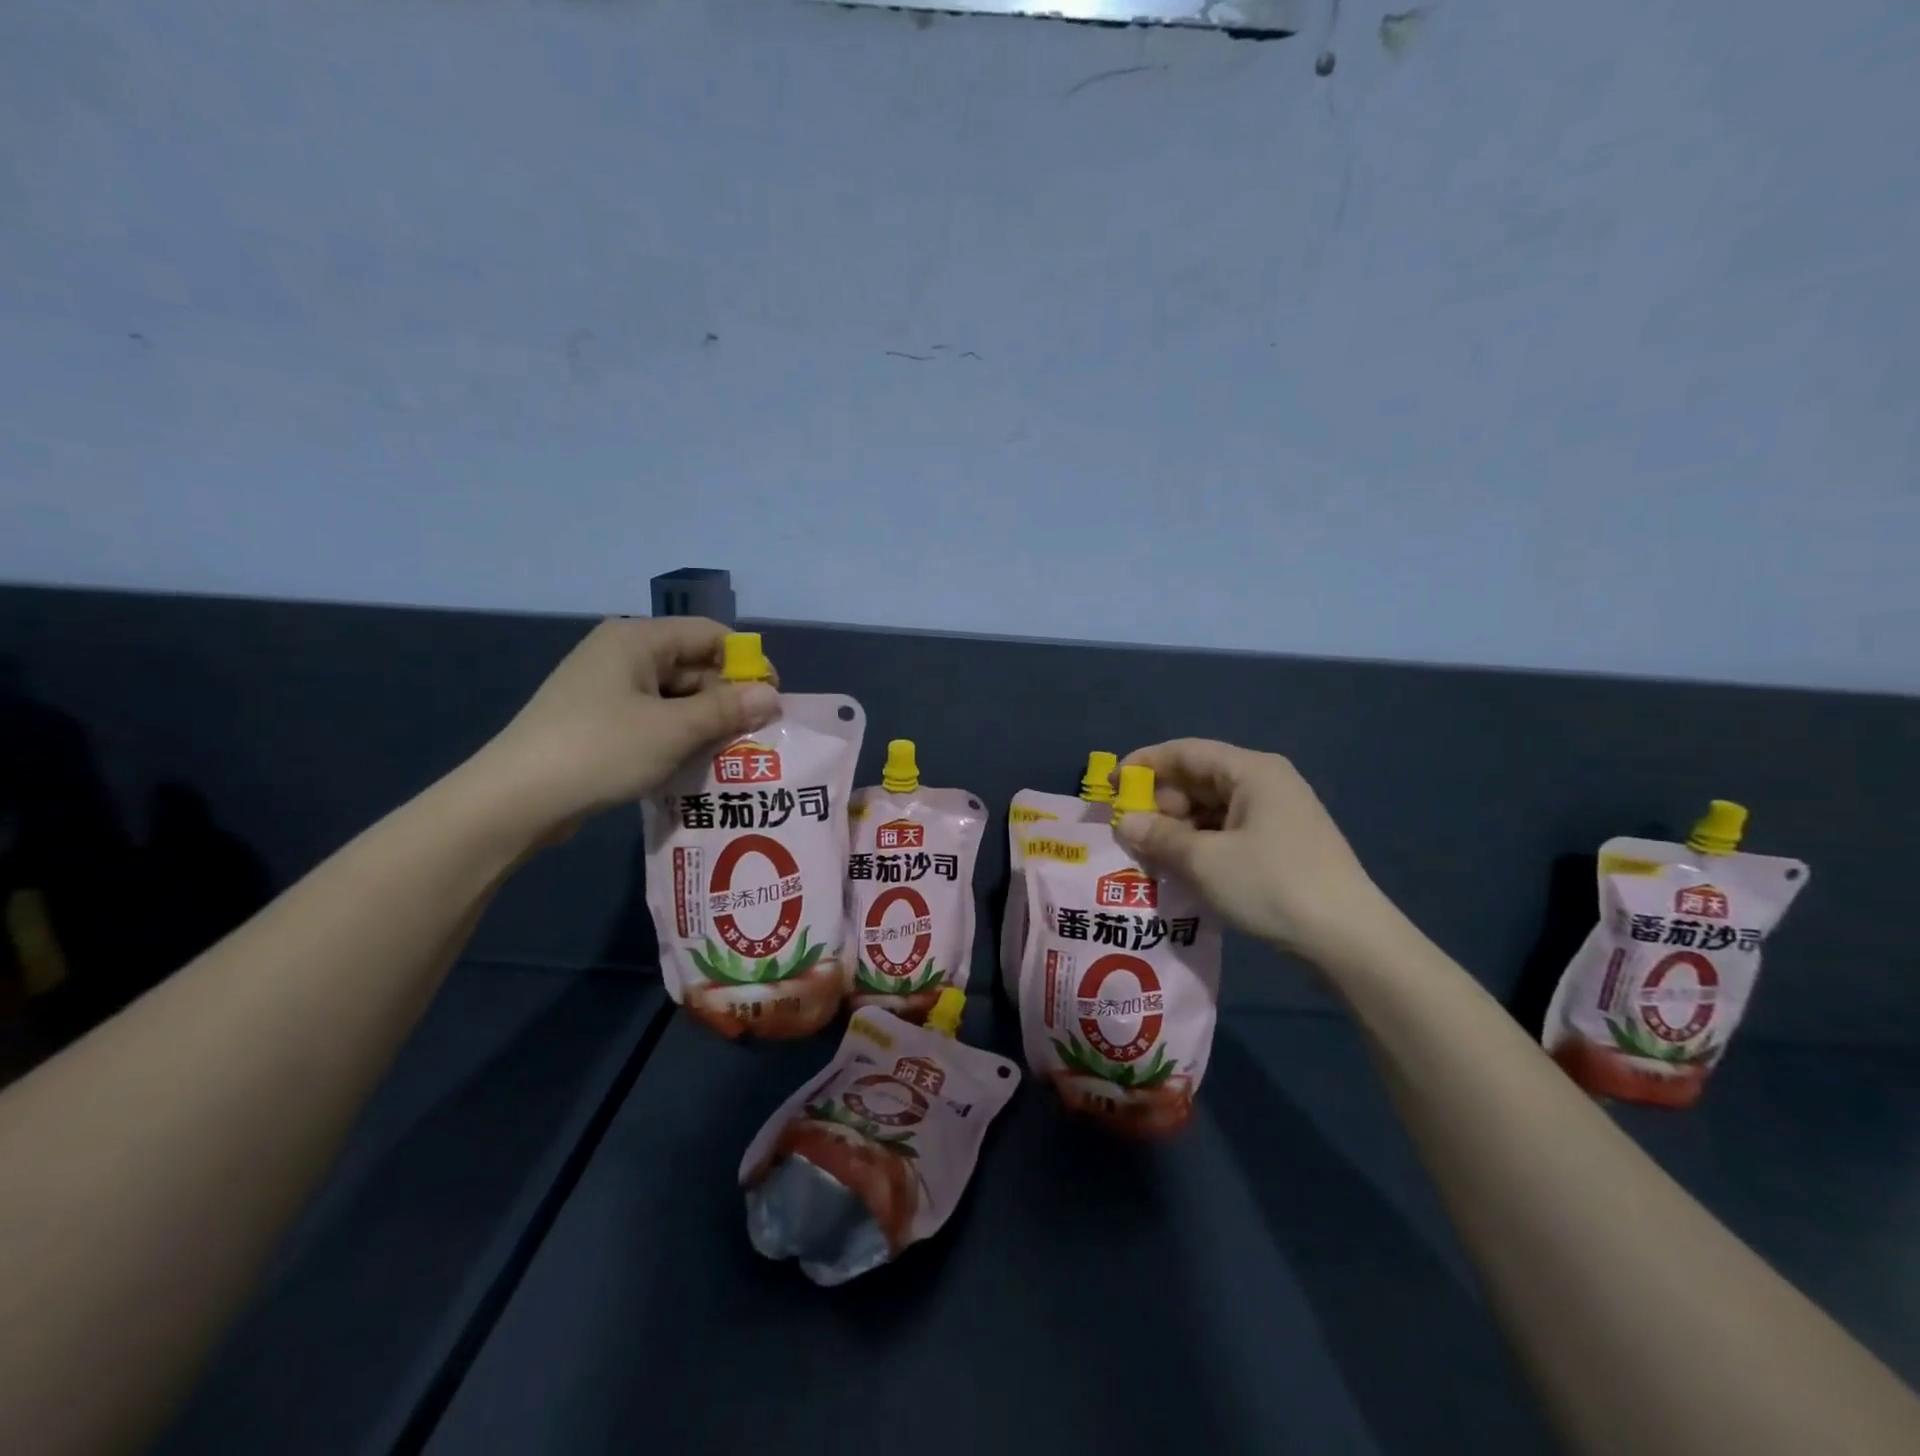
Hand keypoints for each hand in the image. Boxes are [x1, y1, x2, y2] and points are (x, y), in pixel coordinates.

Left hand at [473, 618, 780, 838]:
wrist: (515, 799)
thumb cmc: (601, 750)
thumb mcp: (674, 730)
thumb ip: (727, 709)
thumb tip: (772, 695)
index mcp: (638, 640)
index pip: (711, 635)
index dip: (748, 663)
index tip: (772, 701)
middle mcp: (623, 654)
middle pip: (694, 665)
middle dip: (728, 698)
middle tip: (755, 737)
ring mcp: (607, 688)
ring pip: (676, 696)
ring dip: (705, 722)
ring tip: (732, 755)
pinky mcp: (599, 720)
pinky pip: (654, 717)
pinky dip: (678, 735)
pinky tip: (694, 763)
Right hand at [1113, 738, 1391, 968]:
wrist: (1349, 941)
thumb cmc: (1272, 885)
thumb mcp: (1205, 861)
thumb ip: (1159, 837)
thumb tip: (1124, 823)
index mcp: (1251, 771)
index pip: (1185, 752)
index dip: (1143, 765)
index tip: (1110, 787)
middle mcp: (1265, 784)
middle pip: (1198, 781)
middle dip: (1160, 804)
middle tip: (1128, 833)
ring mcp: (1277, 817)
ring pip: (1211, 811)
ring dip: (1178, 830)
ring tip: (1149, 857)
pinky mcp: (1281, 847)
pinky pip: (1228, 834)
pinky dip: (1201, 846)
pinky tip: (1182, 871)